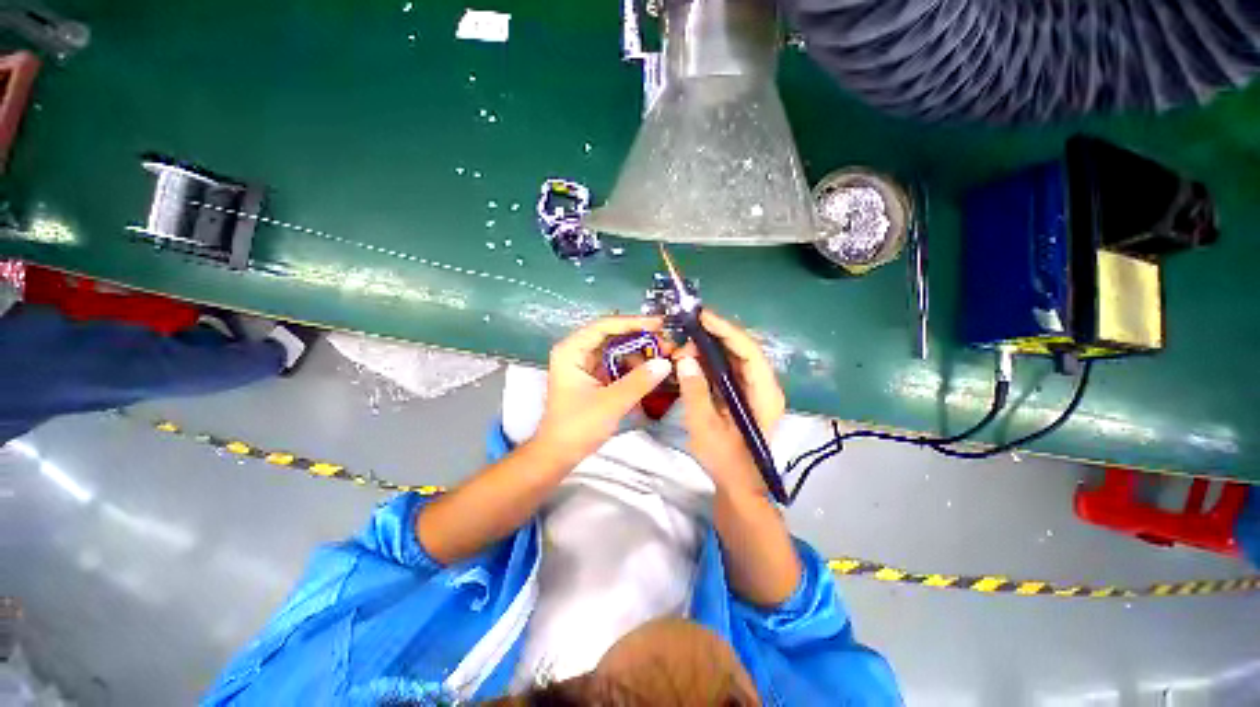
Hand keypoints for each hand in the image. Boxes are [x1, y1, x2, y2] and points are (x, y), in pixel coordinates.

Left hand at [534, 315, 673, 465]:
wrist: (558, 454)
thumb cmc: (578, 427)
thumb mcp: (611, 403)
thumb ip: (639, 381)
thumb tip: (666, 362)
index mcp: (572, 350)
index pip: (604, 325)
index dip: (633, 322)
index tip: (660, 324)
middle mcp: (577, 351)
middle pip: (612, 335)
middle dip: (640, 339)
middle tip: (666, 343)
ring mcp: (585, 364)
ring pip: (616, 349)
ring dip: (639, 353)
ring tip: (664, 357)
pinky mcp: (593, 377)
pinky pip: (616, 364)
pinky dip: (633, 366)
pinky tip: (651, 371)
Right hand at [675, 310, 785, 495]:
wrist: (738, 486)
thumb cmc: (725, 461)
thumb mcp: (705, 427)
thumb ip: (695, 391)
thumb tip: (685, 359)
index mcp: (764, 393)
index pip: (749, 351)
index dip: (726, 330)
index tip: (701, 316)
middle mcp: (764, 385)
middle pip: (742, 348)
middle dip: (713, 337)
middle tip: (684, 332)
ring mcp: (754, 388)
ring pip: (733, 356)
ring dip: (709, 347)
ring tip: (683, 345)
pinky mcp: (743, 393)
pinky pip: (727, 368)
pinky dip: (709, 360)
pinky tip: (691, 359)